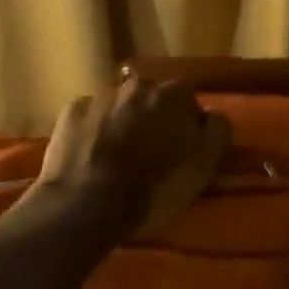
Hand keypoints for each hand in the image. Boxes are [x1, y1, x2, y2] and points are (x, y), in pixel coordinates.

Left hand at [32, 76, 231, 236]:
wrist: (86, 203)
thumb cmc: (153, 187)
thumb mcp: (204, 166)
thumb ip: (218, 132)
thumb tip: (213, 116)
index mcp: (172, 94)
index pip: (189, 99)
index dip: (189, 123)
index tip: (185, 148)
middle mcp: (137, 85)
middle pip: (152, 98)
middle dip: (154, 119)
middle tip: (153, 152)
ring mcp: (100, 96)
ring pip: (120, 106)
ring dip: (124, 124)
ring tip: (120, 158)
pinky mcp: (71, 112)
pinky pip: (91, 117)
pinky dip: (94, 131)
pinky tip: (93, 156)